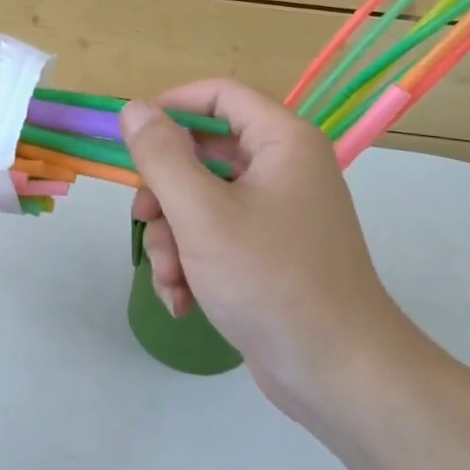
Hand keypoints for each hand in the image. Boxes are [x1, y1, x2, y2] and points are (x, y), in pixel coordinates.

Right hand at [121, 79, 422, 421]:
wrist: (338, 374)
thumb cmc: (270, 280)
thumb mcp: (202, 214)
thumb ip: (162, 157)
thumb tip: (133, 108)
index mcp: (282, 142)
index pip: (219, 95)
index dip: (171, 106)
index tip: (131, 135)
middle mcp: (284, 168)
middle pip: (202, 153)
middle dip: (164, 193)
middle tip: (143, 220)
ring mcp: (278, 213)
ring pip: (201, 201)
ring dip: (172, 238)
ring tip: (171, 279)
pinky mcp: (269, 253)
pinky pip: (216, 237)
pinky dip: (192, 263)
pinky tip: (183, 300)